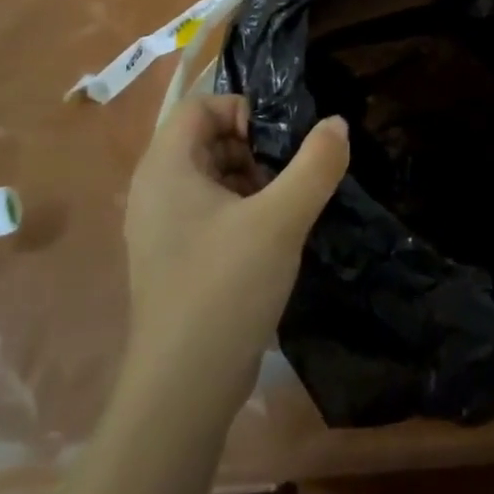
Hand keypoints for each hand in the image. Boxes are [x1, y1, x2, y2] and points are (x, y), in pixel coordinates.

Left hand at [121, 97, 348, 421]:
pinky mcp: (176, 258)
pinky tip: (273, 235)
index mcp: (165, 168)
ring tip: (287, 203)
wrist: (184, 388)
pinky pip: (210, 210)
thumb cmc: (225, 288)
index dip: (243, 110)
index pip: (201, 106)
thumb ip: (315, 164)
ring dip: (252, 178)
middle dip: (253, 146)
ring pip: (212, 176)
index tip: (280, 140)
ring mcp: (162, 228)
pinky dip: (242, 209)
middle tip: (289, 172)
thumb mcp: (281, 219)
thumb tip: (337, 123)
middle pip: (206, 138)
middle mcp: (155, 190)